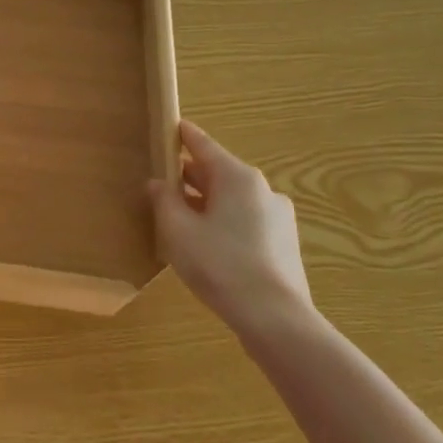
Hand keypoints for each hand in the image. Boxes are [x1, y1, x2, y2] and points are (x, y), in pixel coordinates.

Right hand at [150, 120, 314, 340]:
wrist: (274, 317)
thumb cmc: (219, 264)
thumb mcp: (177, 229)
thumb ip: (164, 199)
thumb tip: (159, 183)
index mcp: (237, 178)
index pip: (203, 145)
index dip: (183, 135)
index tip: (170, 125)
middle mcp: (262, 190)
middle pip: (218, 172)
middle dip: (190, 175)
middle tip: (162, 179)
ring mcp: (278, 217)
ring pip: (232, 199)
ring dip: (205, 202)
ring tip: (179, 217)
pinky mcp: (283, 243)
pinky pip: (245, 220)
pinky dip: (223, 221)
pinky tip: (205, 243)